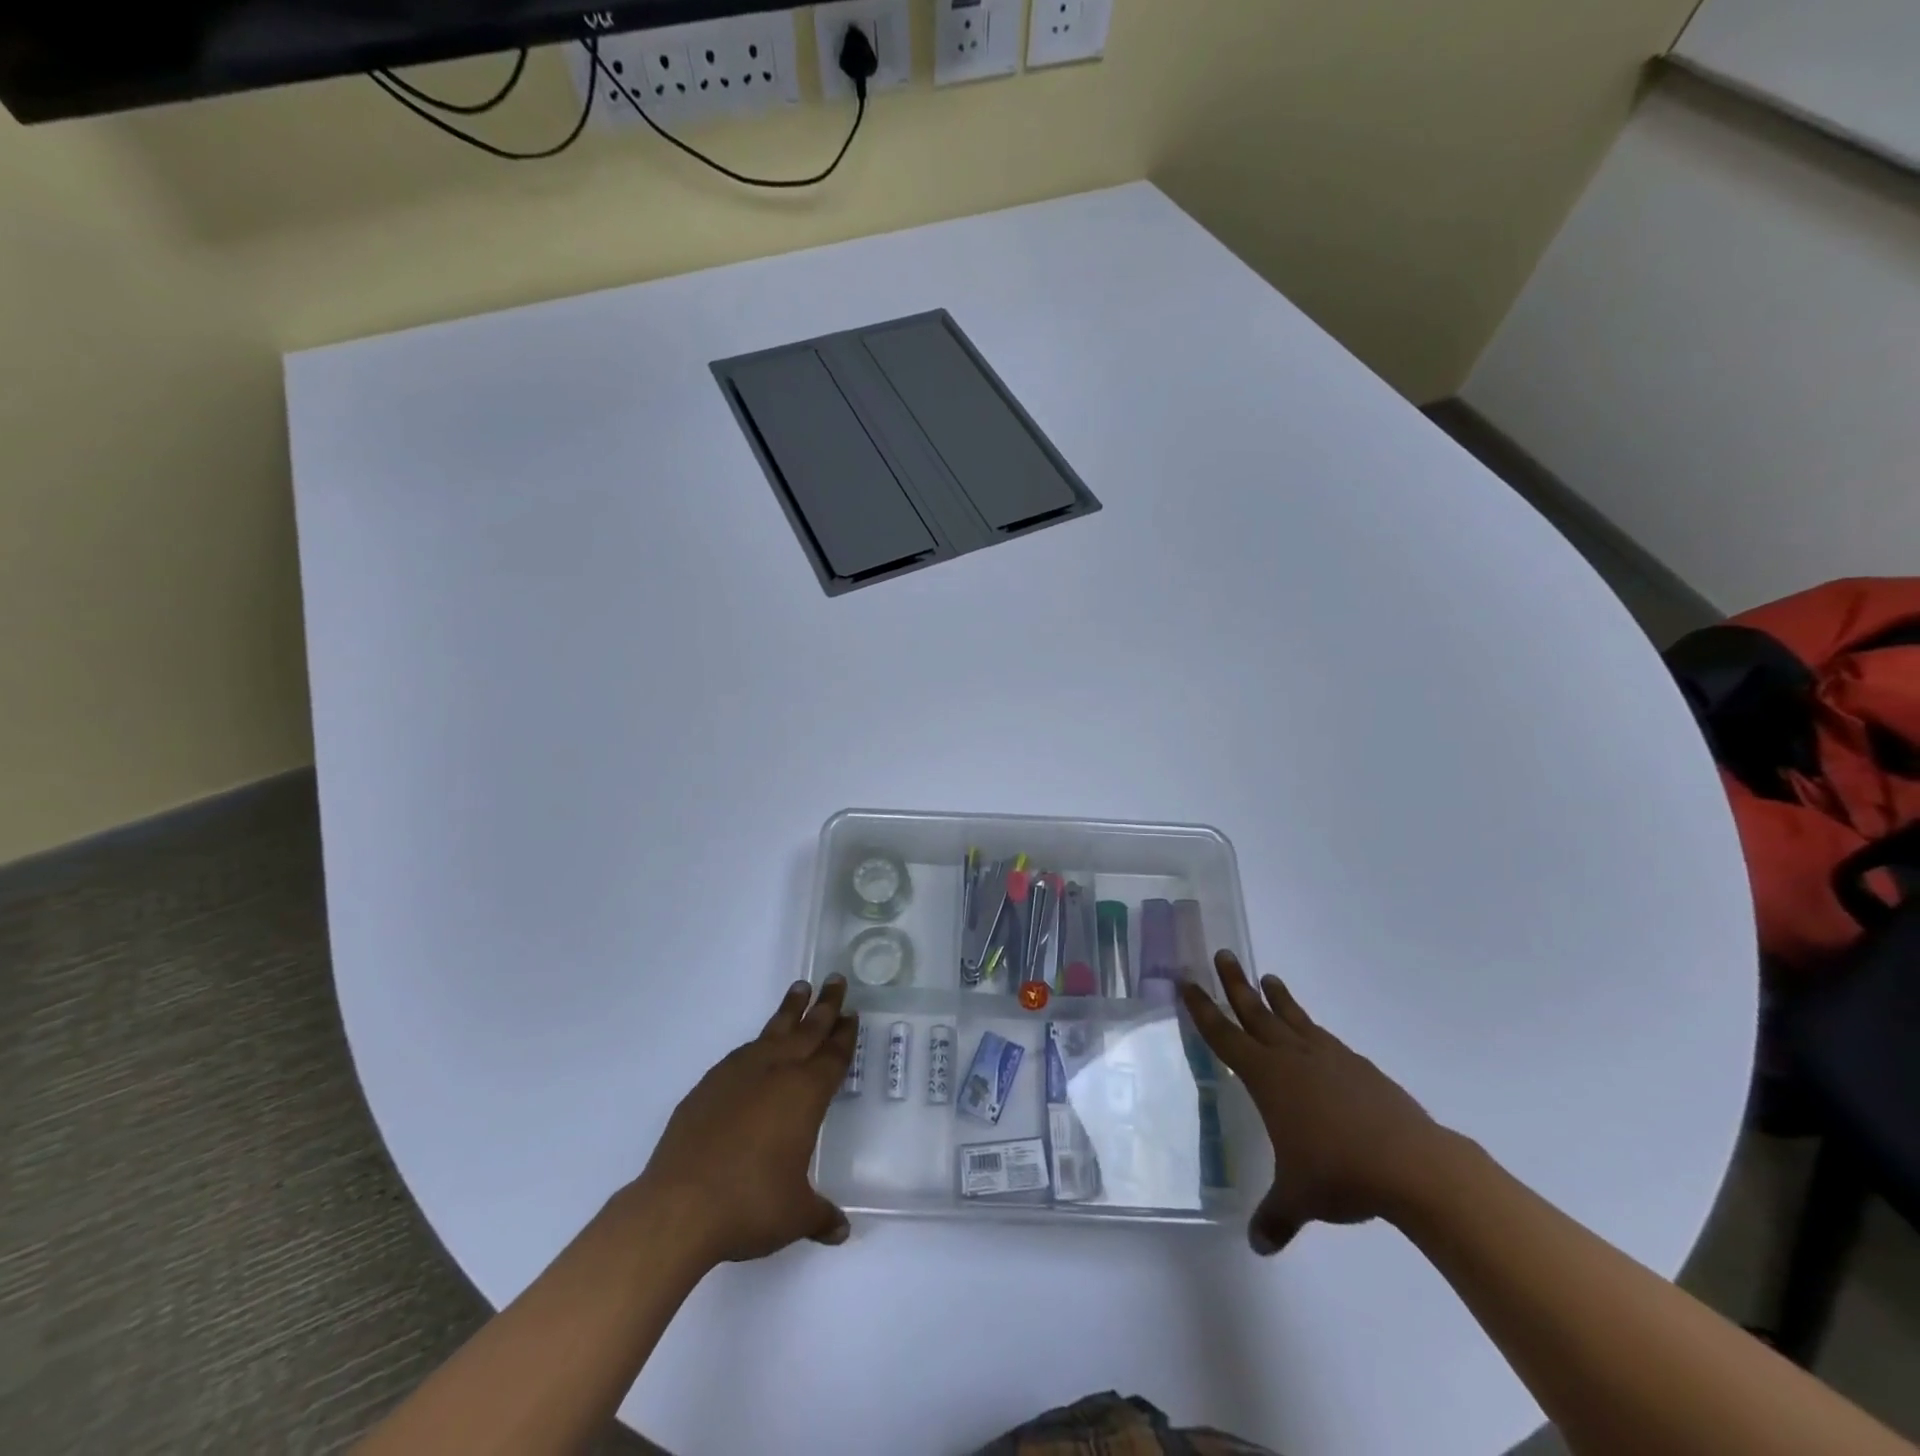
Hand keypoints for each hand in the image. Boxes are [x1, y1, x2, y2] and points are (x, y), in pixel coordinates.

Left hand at [633, 975, 858, 1265]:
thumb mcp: (794, 1215)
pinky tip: (757, 1047)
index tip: (852, 1014)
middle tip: (836, 979)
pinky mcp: (708, 1086)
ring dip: (790, 1011)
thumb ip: (821, 1216)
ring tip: (800, 989)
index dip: (844, 1035)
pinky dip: (757, 1043)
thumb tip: (841, 1231)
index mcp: (805, 1094)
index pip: (833, 1056)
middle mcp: (776, 1073)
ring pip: (773, 1031)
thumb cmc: (750, 1205)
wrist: (679, 1205)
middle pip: (808, 1030)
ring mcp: (739, 1074)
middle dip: (826, 1005)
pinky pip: (742, 1053)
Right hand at [1181, 951, 1451, 1254]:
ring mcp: (1329, 1058)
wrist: (1412, 1164)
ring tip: (1268, 977)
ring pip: (1293, 1018)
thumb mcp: (1300, 1198)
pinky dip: (1312, 1029)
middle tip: (1223, 953)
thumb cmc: (1340, 1173)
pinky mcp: (1359, 1067)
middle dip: (1235, 984)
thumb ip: (1275, 1217)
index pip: (1224, 1036)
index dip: (1203, 1010)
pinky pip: (1325, 1039)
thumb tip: (1259, 1246)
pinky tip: (1315, 1036)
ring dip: (1277, 998)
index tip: (1188, 983)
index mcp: (1266, 1077)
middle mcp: (1292, 1058)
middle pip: (1255, 1012)